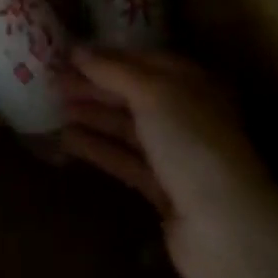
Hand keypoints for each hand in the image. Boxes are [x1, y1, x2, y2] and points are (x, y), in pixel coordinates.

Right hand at [61, 48, 277, 277]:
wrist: (225, 226)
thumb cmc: (192, 143)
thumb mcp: (153, 94)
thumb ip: (114, 71)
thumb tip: (78, 50)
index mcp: (192, 84)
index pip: (143, 61)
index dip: (106, 57)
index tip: (67, 54)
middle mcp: (185, 115)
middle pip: (132, 94)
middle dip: (94, 86)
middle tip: (52, 81)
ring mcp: (174, 154)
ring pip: (125, 127)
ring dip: (91, 115)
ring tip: (52, 107)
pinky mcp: (161, 189)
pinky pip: (123, 159)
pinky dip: (97, 148)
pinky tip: (66, 140)